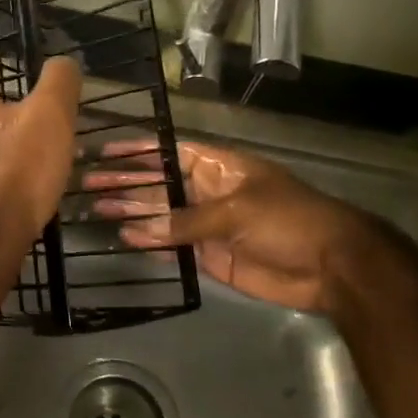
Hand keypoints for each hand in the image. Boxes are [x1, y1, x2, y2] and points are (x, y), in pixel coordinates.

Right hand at [84, 138, 400, 313]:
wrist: (330, 266)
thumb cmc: (288, 220)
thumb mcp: (236, 211)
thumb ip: (186, 221)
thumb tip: (138, 228)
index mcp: (217, 167)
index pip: (168, 153)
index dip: (137, 151)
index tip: (104, 150)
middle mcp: (207, 191)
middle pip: (157, 184)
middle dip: (124, 183)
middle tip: (87, 184)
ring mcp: (206, 224)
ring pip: (160, 216)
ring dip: (130, 213)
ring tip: (95, 210)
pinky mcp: (209, 255)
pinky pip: (173, 246)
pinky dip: (150, 243)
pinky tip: (124, 238)